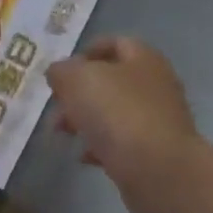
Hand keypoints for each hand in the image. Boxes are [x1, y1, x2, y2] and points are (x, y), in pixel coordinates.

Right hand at [46, 37, 201, 212]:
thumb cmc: (118, 113)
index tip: (61, 71)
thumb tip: (59, 73)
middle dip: (78, 93)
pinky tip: (83, 157)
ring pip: (112, 113)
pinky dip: (99, 146)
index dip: (86, 52)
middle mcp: (154, 85)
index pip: (115, 43)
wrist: (157, 169)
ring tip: (62, 133)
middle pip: (111, 81)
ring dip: (84, 120)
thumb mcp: (78, 80)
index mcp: (143, 59)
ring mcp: (156, 120)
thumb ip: (62, 71)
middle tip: (55, 106)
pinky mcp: (152, 152)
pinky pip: (120, 143)